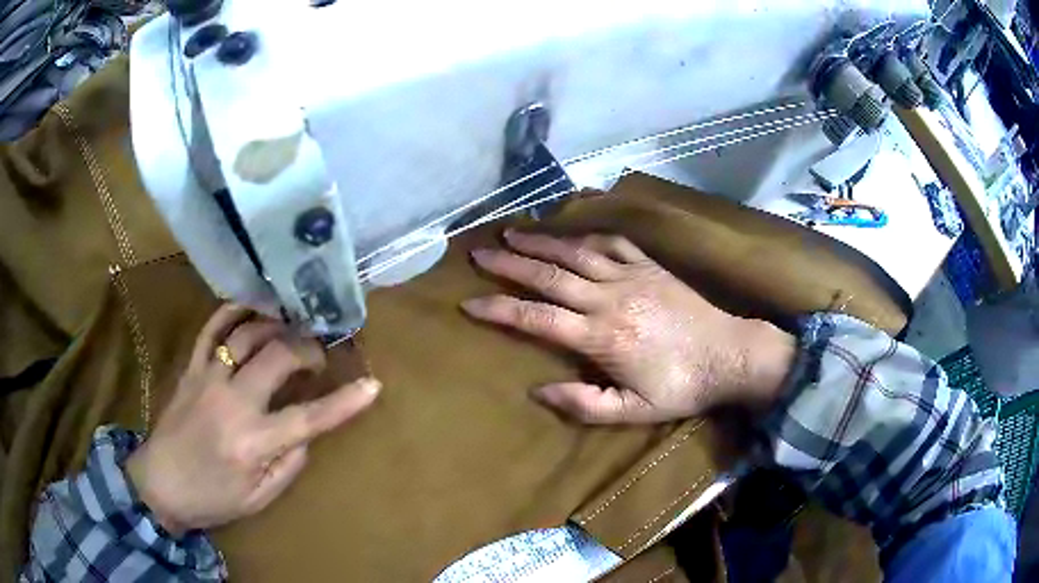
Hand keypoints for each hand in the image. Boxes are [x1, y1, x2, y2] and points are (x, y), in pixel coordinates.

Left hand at [125, 305, 379, 535]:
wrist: (159, 484)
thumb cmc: (211, 499)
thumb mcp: (258, 499)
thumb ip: (288, 467)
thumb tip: (306, 435)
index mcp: (253, 442)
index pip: (309, 418)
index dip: (345, 402)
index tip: (372, 386)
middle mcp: (232, 402)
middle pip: (278, 358)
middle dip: (307, 349)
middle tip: (319, 354)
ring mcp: (207, 378)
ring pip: (246, 335)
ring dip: (276, 326)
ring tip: (291, 327)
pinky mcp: (190, 368)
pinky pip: (211, 329)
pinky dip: (233, 312)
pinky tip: (250, 310)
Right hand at [462, 231, 793, 423]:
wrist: (729, 355)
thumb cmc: (682, 387)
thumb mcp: (634, 412)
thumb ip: (584, 405)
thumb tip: (538, 391)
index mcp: (602, 337)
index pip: (538, 318)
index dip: (500, 308)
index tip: (469, 301)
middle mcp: (609, 298)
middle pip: (550, 277)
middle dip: (509, 264)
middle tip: (479, 254)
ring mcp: (631, 276)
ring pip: (576, 253)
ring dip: (541, 242)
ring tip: (511, 233)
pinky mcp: (650, 266)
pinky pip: (612, 243)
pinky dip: (586, 235)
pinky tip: (569, 233)